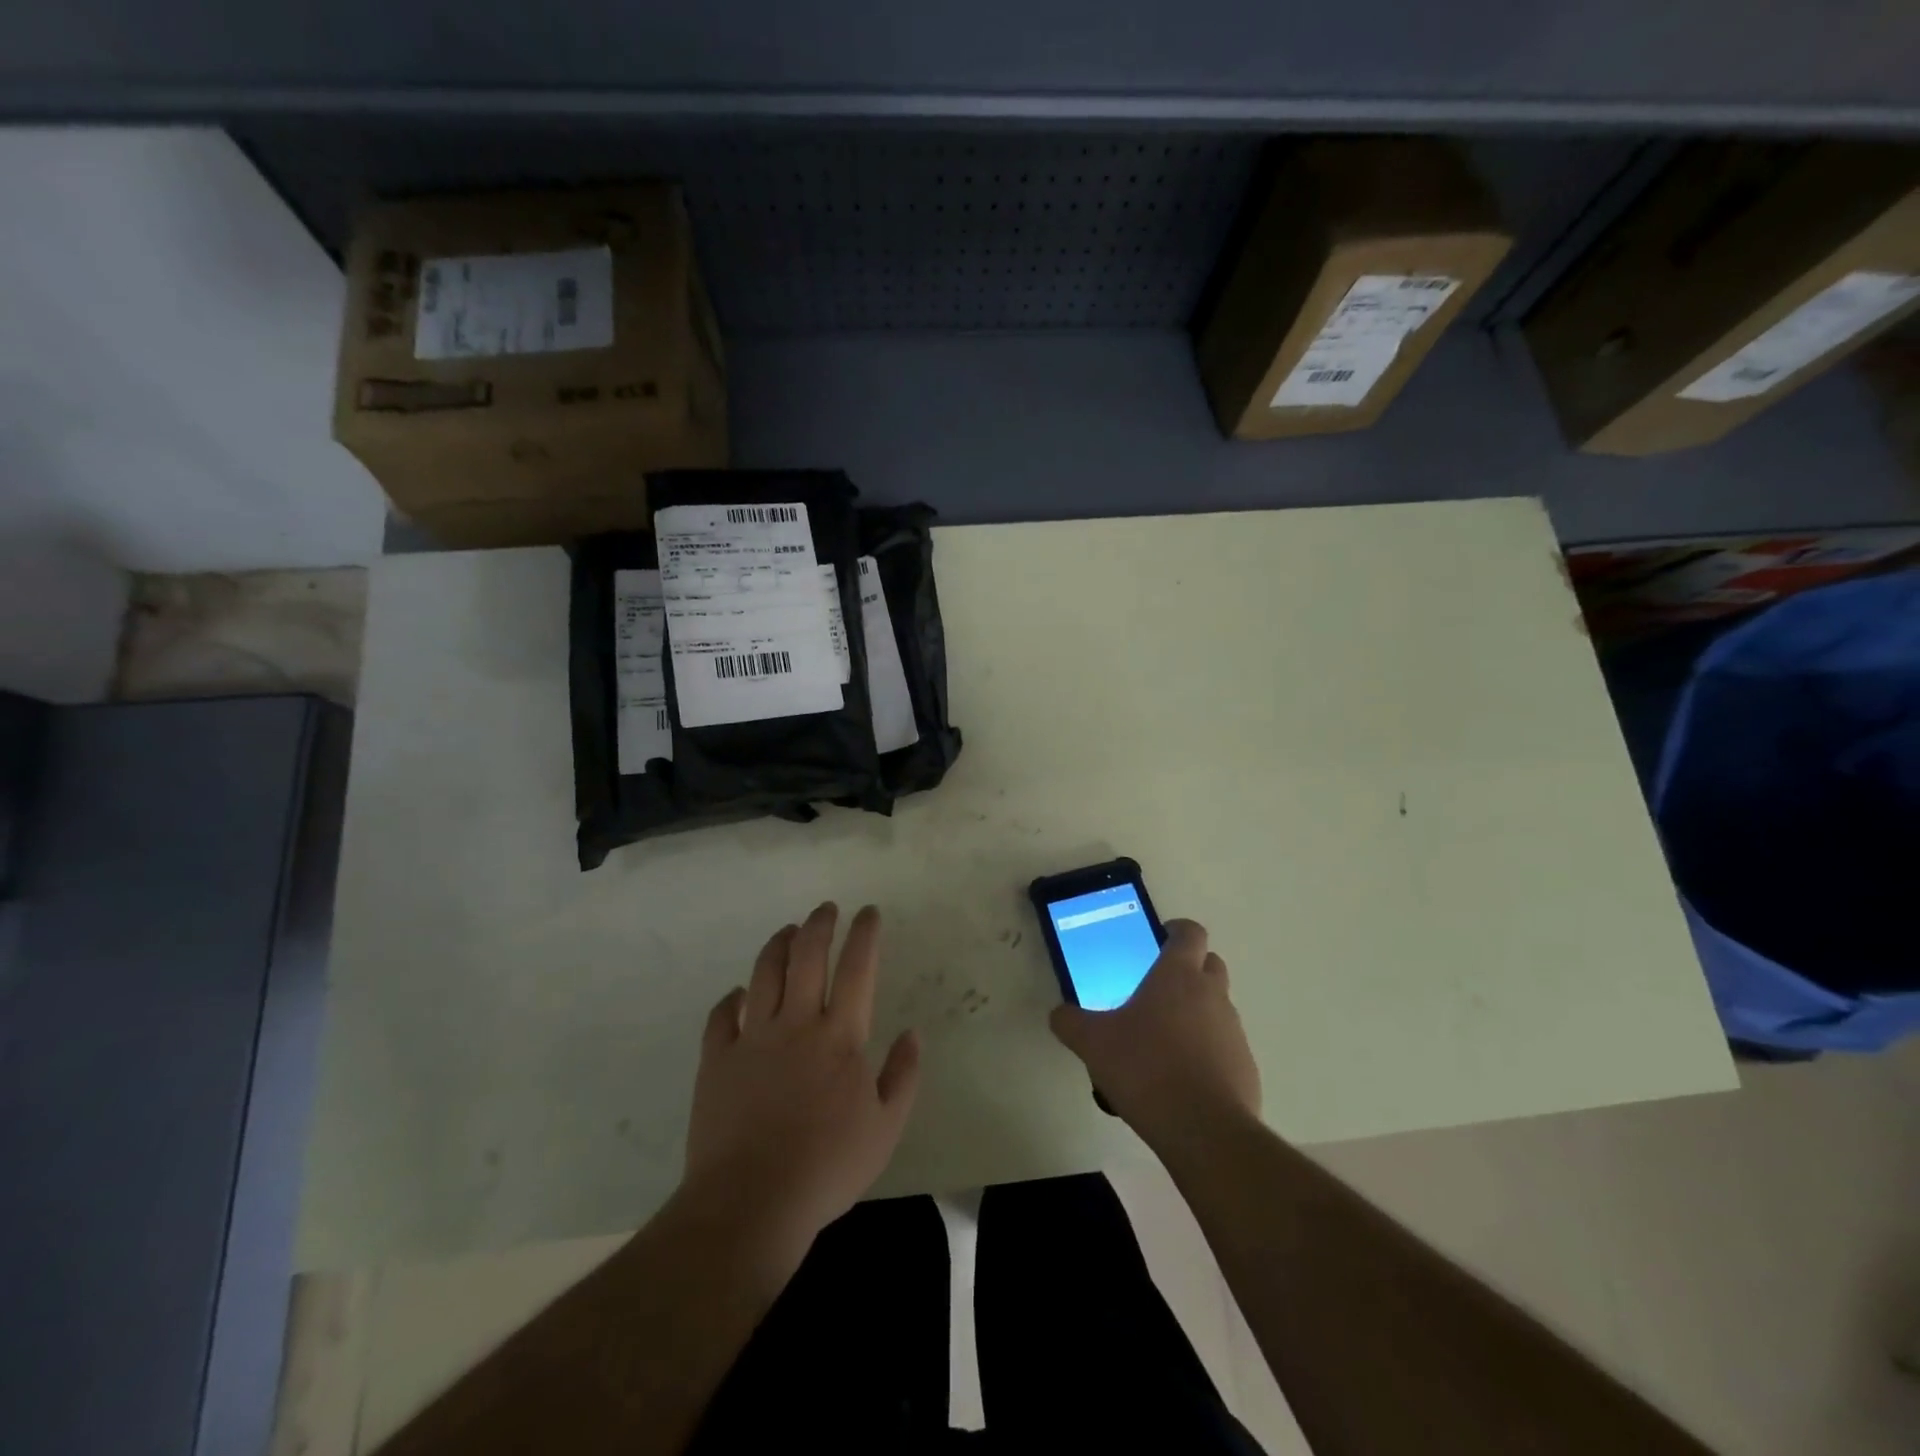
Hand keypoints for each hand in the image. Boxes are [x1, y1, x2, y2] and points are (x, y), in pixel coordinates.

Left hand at [680, 903, 920, 1269]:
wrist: (751, 1202)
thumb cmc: (827, 1167)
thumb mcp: (886, 1128)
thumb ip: (902, 1076)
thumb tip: (913, 1034)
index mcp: (840, 1037)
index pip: (857, 968)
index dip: (864, 934)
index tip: (868, 912)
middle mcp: (796, 1023)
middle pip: (807, 956)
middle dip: (819, 924)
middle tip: (826, 909)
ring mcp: (752, 1038)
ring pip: (765, 973)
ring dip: (778, 944)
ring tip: (789, 931)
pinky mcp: (717, 1059)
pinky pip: (722, 1015)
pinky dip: (732, 997)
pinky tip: (740, 993)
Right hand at [1049, 919, 1259, 1152]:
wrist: (1203, 1130)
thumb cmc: (1145, 1068)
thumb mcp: (1092, 1043)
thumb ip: (1071, 1022)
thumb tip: (1059, 1014)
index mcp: (1178, 975)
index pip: (1190, 932)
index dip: (1176, 930)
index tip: (1159, 939)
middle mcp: (1212, 994)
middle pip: (1210, 964)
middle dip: (1189, 969)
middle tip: (1157, 989)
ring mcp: (1233, 1031)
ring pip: (1218, 1006)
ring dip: (1197, 1012)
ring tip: (1164, 1041)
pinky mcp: (1246, 1067)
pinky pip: (1225, 1046)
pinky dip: (1208, 1051)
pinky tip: (1181, 1078)